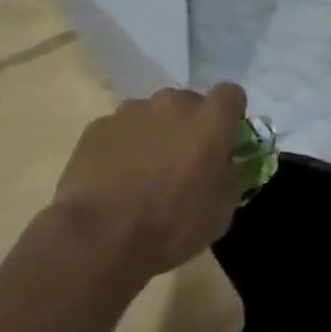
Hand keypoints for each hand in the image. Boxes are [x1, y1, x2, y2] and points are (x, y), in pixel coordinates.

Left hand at [52, 83, 248, 278]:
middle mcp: (171, 104)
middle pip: (189, 103)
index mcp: (208, 121)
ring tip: (144, 173)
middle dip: (190, 126)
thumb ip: (232, 177)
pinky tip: (115, 178)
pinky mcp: (99, 126)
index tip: (225, 140)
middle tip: (183, 162)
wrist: (100, 237)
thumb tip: (229, 165)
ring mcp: (131, 111)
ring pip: (152, 114)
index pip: (231, 94)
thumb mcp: (220, 213)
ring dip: (155, 134)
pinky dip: (123, 146)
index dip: (230, 115)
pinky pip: (120, 129)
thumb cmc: (171, 226)